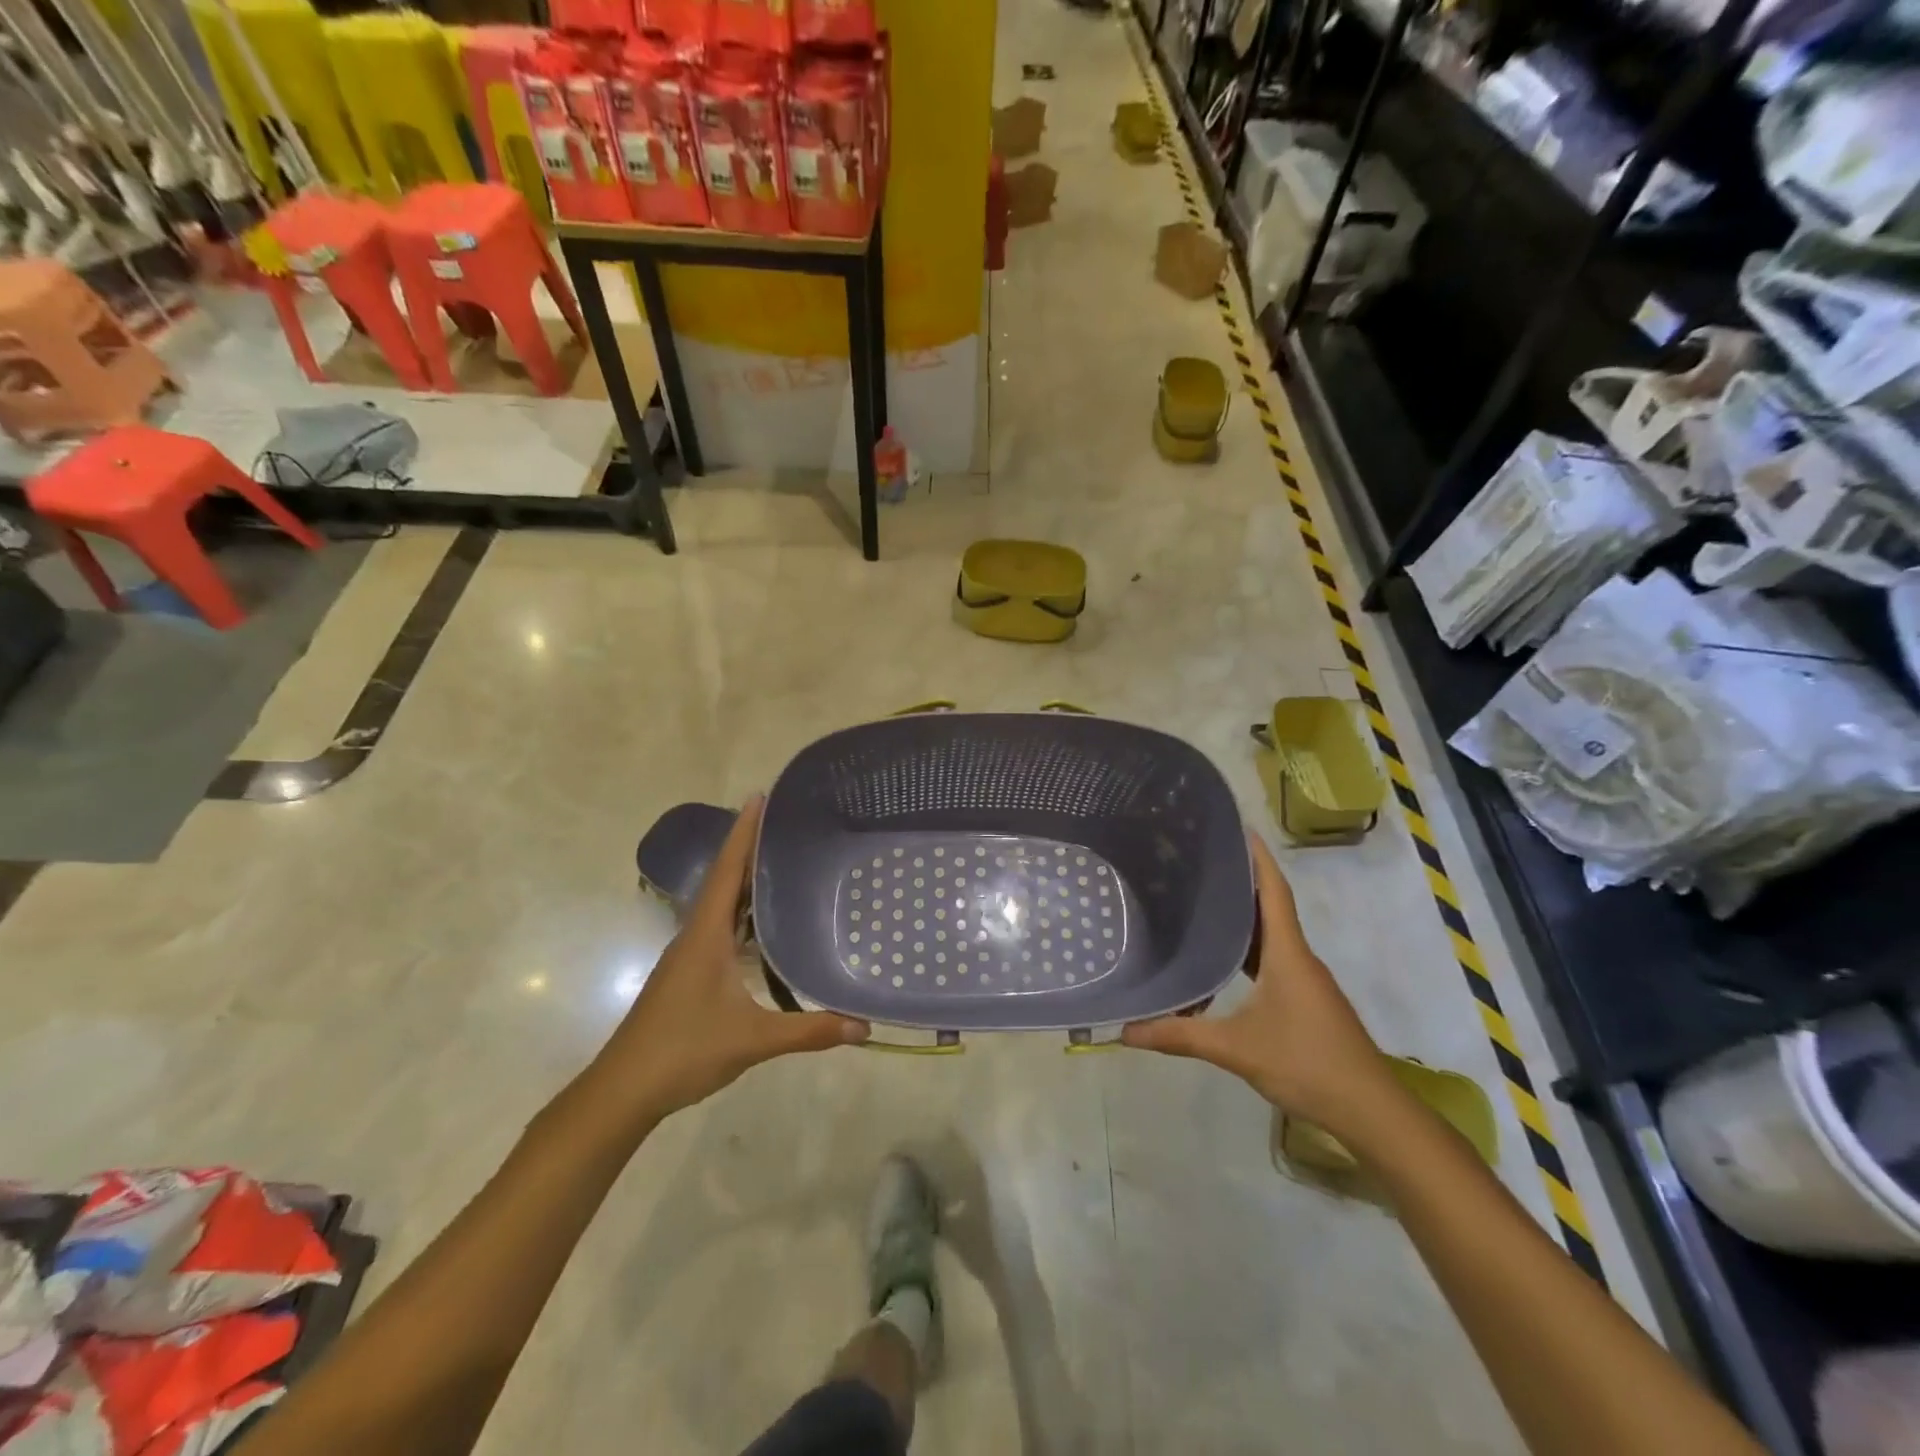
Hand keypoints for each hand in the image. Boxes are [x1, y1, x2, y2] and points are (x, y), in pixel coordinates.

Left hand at [590, 797, 868, 1122]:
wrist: (622, 1090)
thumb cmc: (683, 1051)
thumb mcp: (752, 1040)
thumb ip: (808, 1031)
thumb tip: (864, 1027)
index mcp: (706, 935)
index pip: (728, 871)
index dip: (744, 832)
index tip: (759, 796)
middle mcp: (695, 936)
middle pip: (725, 879)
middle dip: (750, 848)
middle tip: (785, 823)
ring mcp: (688, 956)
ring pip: (720, 905)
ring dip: (744, 880)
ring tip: (780, 863)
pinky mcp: (687, 974)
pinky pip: (718, 927)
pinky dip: (740, 912)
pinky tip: (761, 925)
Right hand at [1122, 832, 1391, 1136]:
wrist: (1371, 1111)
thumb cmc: (1307, 1063)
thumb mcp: (1237, 1049)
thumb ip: (1180, 1036)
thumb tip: (1125, 1030)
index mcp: (1288, 954)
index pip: (1274, 892)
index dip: (1258, 858)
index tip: (1239, 828)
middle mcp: (1299, 958)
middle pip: (1271, 908)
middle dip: (1242, 881)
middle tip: (1202, 860)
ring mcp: (1305, 981)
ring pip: (1272, 936)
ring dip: (1245, 916)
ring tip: (1205, 899)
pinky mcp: (1306, 1001)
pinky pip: (1273, 960)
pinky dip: (1250, 948)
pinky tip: (1225, 958)